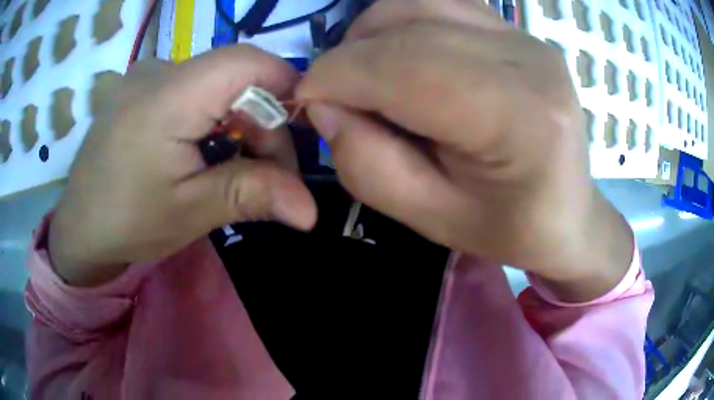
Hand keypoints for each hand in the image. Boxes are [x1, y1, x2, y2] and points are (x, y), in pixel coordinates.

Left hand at [49, 46, 316, 286]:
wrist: (78, 231)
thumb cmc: (127, 223)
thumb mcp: (190, 212)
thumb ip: (251, 195)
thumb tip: (311, 211)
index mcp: (168, 96)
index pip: (248, 61)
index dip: (286, 88)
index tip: (300, 135)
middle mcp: (158, 71)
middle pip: (235, 75)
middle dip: (263, 120)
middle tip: (269, 173)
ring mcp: (146, 76)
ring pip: (215, 82)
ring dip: (238, 121)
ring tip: (234, 166)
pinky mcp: (140, 89)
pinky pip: (192, 88)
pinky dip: (212, 116)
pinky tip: (204, 150)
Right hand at [297, 0, 633, 300]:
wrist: (570, 214)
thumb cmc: (510, 229)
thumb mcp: (431, 219)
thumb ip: (367, 164)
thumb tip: (323, 104)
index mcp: (518, 117)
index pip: (402, 67)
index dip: (335, 76)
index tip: (306, 102)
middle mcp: (526, 59)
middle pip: (407, 25)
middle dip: (349, 57)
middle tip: (336, 97)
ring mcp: (526, 38)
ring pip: (418, 3)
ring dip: (373, 35)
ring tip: (369, 77)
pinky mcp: (519, 33)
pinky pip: (442, 6)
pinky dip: (404, 25)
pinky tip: (405, 59)